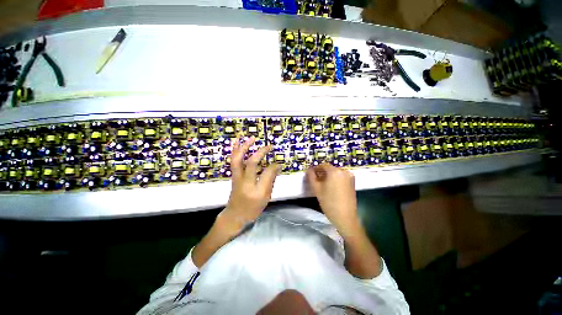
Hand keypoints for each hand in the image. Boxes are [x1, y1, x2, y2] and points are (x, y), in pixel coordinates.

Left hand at [220, 137, 280, 233]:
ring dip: (244, 147)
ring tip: (251, 138)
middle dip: (261, 152)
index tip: (278, 163)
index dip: (274, 166)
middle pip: (251, 163)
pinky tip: (238, 143)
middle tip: (269, 146)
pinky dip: (235, 150)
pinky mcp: (233, 176)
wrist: (234, 215)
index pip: (267, 173)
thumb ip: (271, 181)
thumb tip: (277, 166)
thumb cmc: (253, 209)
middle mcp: (245, 183)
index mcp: (257, 191)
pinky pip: (233, 161)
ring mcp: (237, 178)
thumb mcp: (266, 198)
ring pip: (238, 160)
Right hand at [306, 163, 358, 233]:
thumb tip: (309, 170)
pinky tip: (330, 187)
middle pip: (329, 168)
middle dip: (321, 172)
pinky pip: (341, 177)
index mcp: (335, 171)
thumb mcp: (316, 189)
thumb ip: (311, 177)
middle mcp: (344, 171)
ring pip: (335, 173)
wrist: (345, 217)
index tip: (310, 173)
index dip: (315, 168)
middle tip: (315, 179)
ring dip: (328, 176)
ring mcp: (349, 177)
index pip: (323, 165)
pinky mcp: (352, 182)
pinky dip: (334, 179)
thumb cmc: (329, 202)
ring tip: (322, 184)